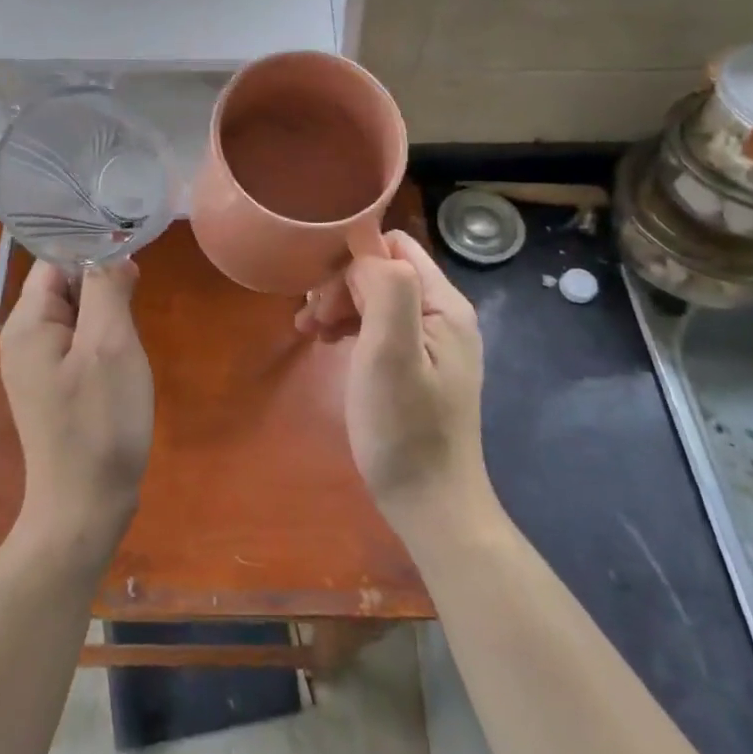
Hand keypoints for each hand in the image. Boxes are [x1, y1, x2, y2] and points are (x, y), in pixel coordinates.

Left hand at [0, 260, 153, 554]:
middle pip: (62, 286)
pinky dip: (101, 339)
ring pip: (74, 315)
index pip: (55, 261)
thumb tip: (113, 253)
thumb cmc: (99, 421)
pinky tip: (122, 356)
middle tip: (138, 296)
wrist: (85, 506)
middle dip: (101, 283)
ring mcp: (36, 367)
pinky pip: (77, 344)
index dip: (92, 251)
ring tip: (132, 328)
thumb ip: (107, 290)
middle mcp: (23, 340)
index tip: (132, 255)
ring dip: (105, 312)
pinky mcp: (53, 388)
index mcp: (27, 324)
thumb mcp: (110, 346)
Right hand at [339, 232, 491, 534]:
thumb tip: (364, 247)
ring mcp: (432, 343)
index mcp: (443, 304)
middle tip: (310, 321)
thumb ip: (386, 289)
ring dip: (341, 306)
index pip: (394, 247)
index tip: (321, 295)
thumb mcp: (391, 354)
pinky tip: (329, 345)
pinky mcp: (418, 367)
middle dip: (342, 287)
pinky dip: (351, 328)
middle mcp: (443, 315)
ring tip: (310, 333)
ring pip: (377, 299)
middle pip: (384, 272)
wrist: (432, 506)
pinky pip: (380, 327)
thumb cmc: (406, 431)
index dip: (352, 260)